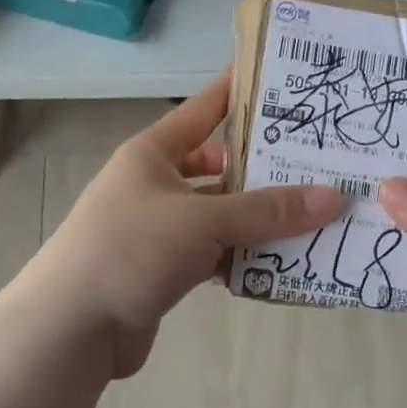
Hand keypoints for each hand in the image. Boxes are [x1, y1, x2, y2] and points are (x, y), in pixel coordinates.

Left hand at [34, 71, 343, 377]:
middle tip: (320, 162)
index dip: (238, 93)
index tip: (281, 80)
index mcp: (153, 154)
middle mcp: (155, 184)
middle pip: (219, 167)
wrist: (72, 327)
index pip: (202, 110)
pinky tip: (284, 261)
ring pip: (220, 215)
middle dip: (264, 169)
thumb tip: (334, 197)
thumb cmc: (131, 250)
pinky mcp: (165, 269)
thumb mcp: (202, 221)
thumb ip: (267, 211)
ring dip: (260, 220)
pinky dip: (244, 257)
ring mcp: (159, 229)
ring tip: (316, 214)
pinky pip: (215, 254)